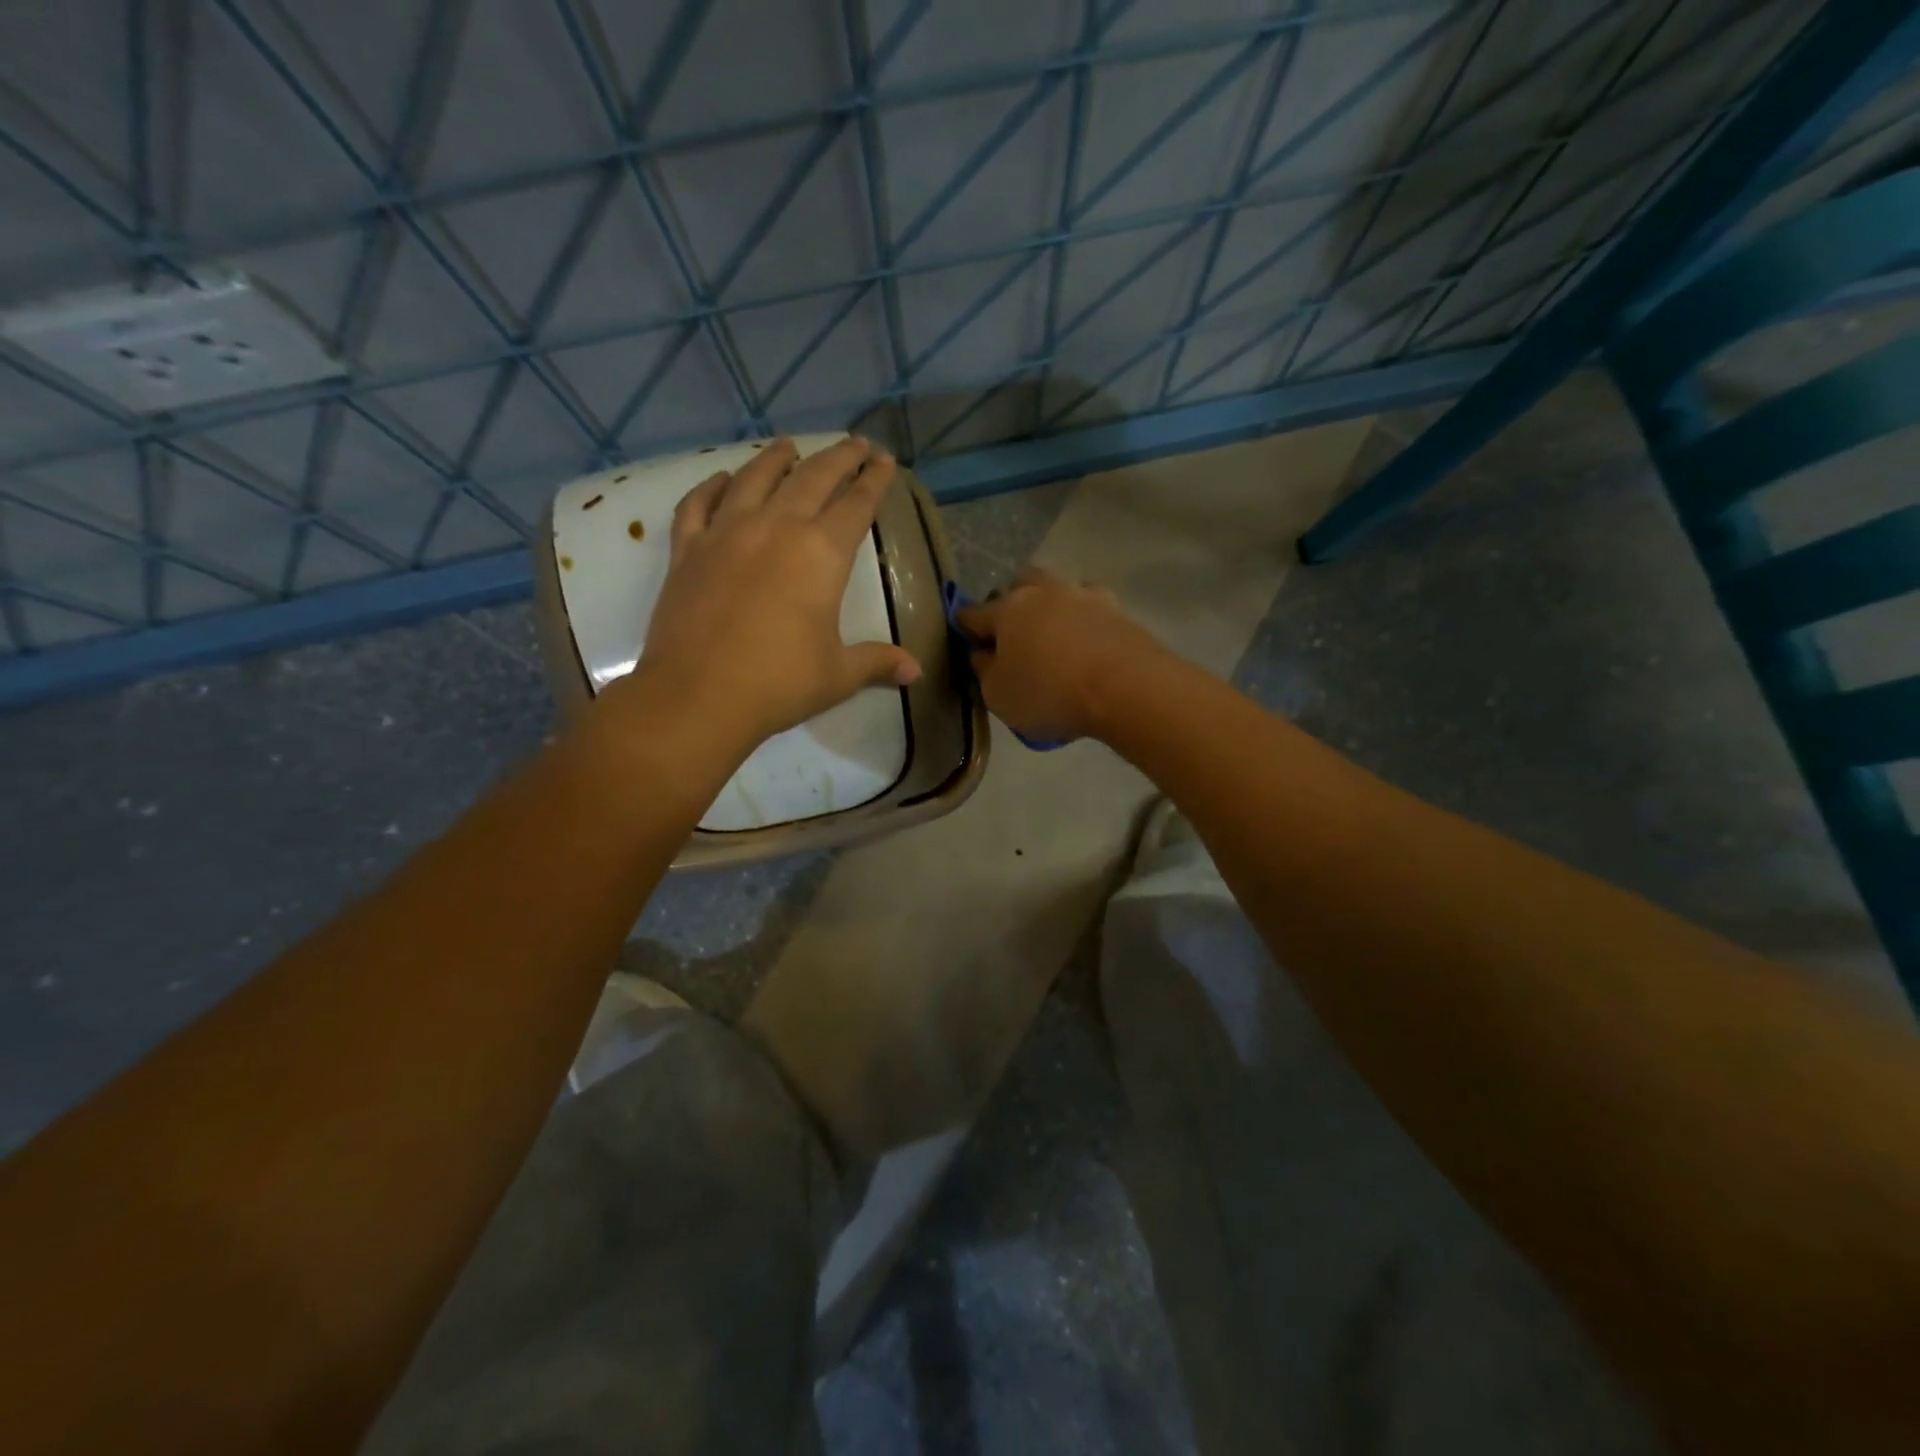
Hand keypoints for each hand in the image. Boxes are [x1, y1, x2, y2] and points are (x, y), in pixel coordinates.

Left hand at [607, 436, 920, 751]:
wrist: (698, 695)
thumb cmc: (779, 683)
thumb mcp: (838, 675)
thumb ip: (877, 662)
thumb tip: (916, 671)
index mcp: (821, 554)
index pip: (856, 504)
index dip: (874, 481)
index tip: (885, 461)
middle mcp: (776, 528)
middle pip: (813, 478)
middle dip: (839, 457)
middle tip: (855, 443)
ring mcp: (726, 533)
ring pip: (755, 478)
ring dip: (777, 459)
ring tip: (789, 446)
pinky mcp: (687, 550)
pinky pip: (698, 505)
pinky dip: (711, 487)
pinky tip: (722, 479)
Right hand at [956, 568, 1166, 742]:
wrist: (1127, 687)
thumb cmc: (1050, 693)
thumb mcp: (1000, 696)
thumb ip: (985, 672)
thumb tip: (983, 655)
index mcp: (1007, 610)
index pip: (973, 613)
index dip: (964, 627)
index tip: (965, 640)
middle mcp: (1043, 591)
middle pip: (1018, 586)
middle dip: (1009, 604)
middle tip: (1011, 634)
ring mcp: (1084, 596)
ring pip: (1057, 590)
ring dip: (1049, 606)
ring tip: (1052, 635)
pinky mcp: (1117, 609)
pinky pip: (1090, 608)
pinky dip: (1082, 620)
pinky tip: (1086, 641)